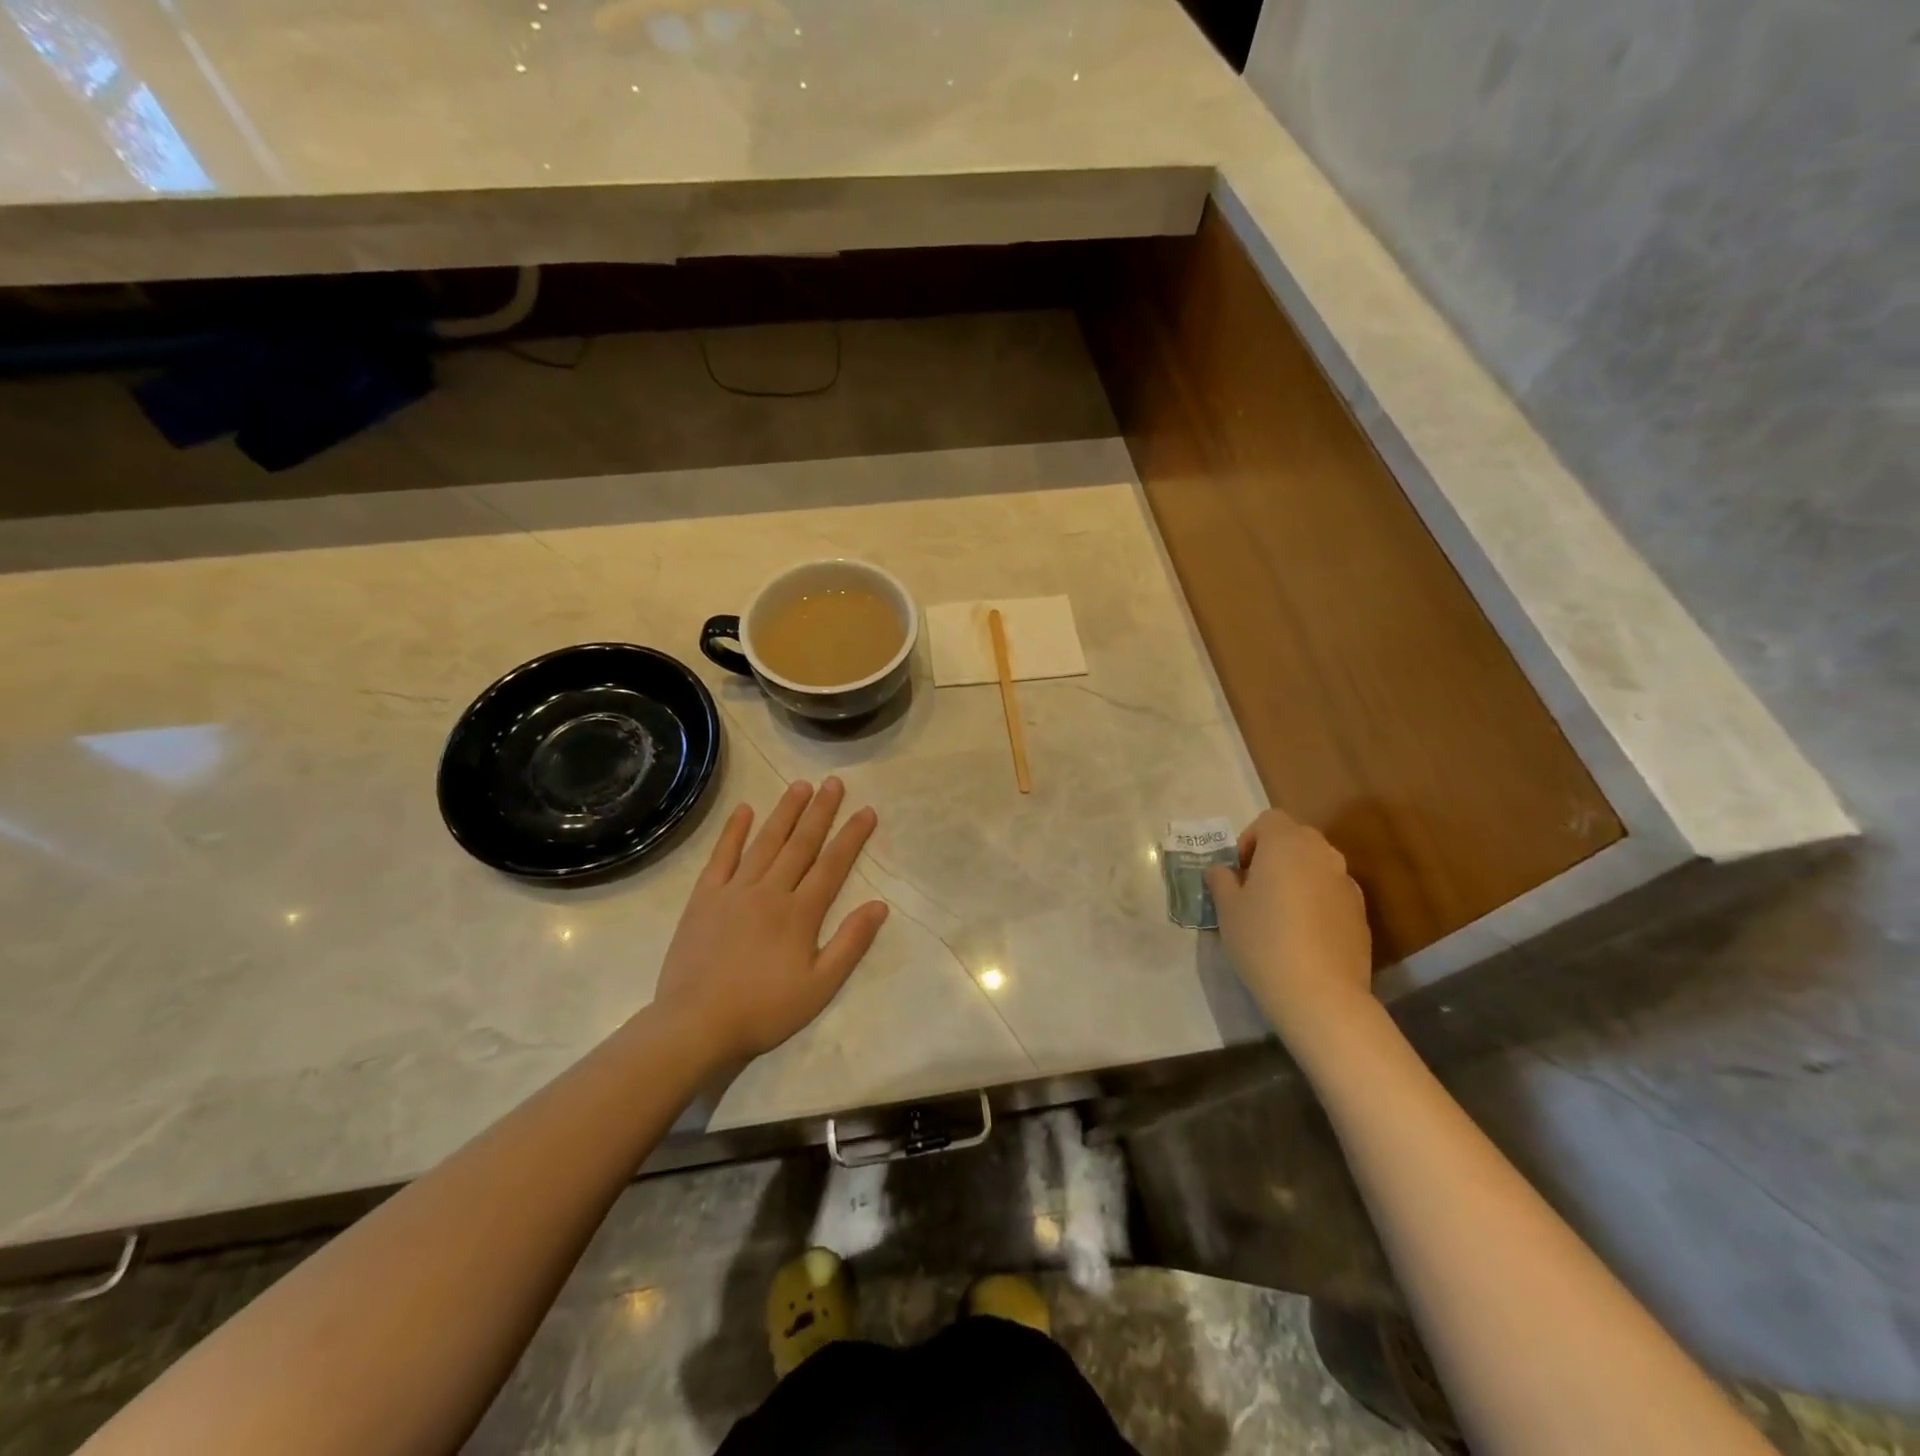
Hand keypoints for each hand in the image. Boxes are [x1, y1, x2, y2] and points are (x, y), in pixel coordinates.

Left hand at [653, 778, 888, 1063]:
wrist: (696, 1025)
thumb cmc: (764, 1010)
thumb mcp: (819, 987)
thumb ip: (850, 944)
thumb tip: (879, 905)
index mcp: (800, 913)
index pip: (832, 865)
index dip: (852, 836)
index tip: (866, 811)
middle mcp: (770, 891)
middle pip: (801, 844)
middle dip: (821, 812)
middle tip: (835, 782)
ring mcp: (734, 891)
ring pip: (765, 842)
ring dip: (785, 812)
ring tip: (800, 785)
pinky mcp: (704, 898)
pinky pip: (721, 856)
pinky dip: (733, 832)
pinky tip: (744, 810)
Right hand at [1205, 808, 1373, 1040]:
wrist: (1320, 993)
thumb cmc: (1263, 941)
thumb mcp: (1227, 909)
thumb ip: (1221, 881)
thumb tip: (1220, 871)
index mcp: (1286, 844)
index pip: (1269, 820)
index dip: (1250, 839)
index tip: (1238, 872)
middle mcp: (1321, 854)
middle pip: (1296, 838)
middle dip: (1274, 855)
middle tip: (1255, 888)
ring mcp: (1346, 883)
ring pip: (1316, 866)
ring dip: (1297, 877)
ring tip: (1279, 913)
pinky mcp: (1361, 913)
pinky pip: (1331, 893)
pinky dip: (1316, 901)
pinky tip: (1303, 935)